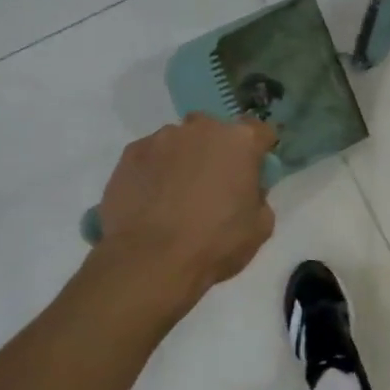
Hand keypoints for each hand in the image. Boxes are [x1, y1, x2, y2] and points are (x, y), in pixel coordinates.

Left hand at [95, 114, 277, 305]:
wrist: (151, 261)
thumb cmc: (216, 243)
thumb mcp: (260, 227)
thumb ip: (258, 197)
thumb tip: (247, 190)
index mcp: (240, 142)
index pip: (259, 131)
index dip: (259, 150)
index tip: (254, 171)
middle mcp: (201, 129)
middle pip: (215, 131)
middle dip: (216, 151)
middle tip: (213, 185)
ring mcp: (161, 138)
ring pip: (179, 142)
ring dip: (183, 160)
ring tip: (175, 196)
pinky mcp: (130, 153)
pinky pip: (150, 156)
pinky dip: (154, 171)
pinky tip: (151, 200)